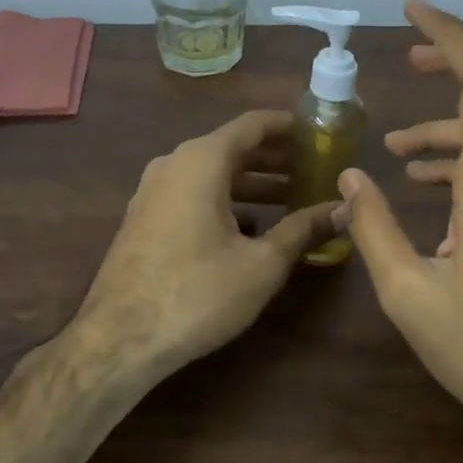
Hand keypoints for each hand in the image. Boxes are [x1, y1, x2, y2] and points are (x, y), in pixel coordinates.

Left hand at [74, 109, 339, 373]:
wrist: (120, 338)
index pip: (252, 124)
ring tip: (291, 197)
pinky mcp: (144, 218)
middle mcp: (174, 164)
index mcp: (202, 161)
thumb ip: (303, 229)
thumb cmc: (197, 293)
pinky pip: (192, 193)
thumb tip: (343, 209)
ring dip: (251, 182)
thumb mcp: (261, 264)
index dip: (288, 126)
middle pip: (232, 147)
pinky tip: (250, 227)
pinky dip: (225, 200)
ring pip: (211, 173)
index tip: (320, 132)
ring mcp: (153, 190)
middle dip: (275, 157)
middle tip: (314, 168)